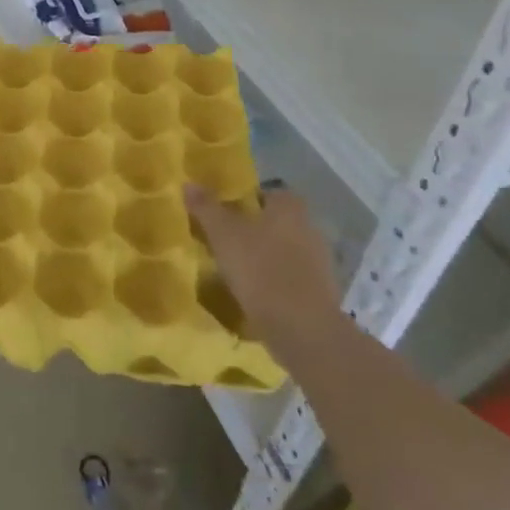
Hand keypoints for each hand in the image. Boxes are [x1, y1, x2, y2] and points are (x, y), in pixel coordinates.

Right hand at [185, 184, 342, 361]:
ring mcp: (320, 262)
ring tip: (238, 270)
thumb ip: (206, 207)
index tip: (226, 213)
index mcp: (290, 208)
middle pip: (278, 222)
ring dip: (266, 257)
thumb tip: (189, 183)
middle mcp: (310, 228)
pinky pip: (292, 278)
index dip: (248, 200)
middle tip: (227, 241)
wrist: (301, 326)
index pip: (269, 193)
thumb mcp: (222, 234)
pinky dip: (276, 282)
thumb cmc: (260, 268)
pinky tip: (256, 294)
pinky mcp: (321, 293)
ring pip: (286, 251)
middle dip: (256, 230)